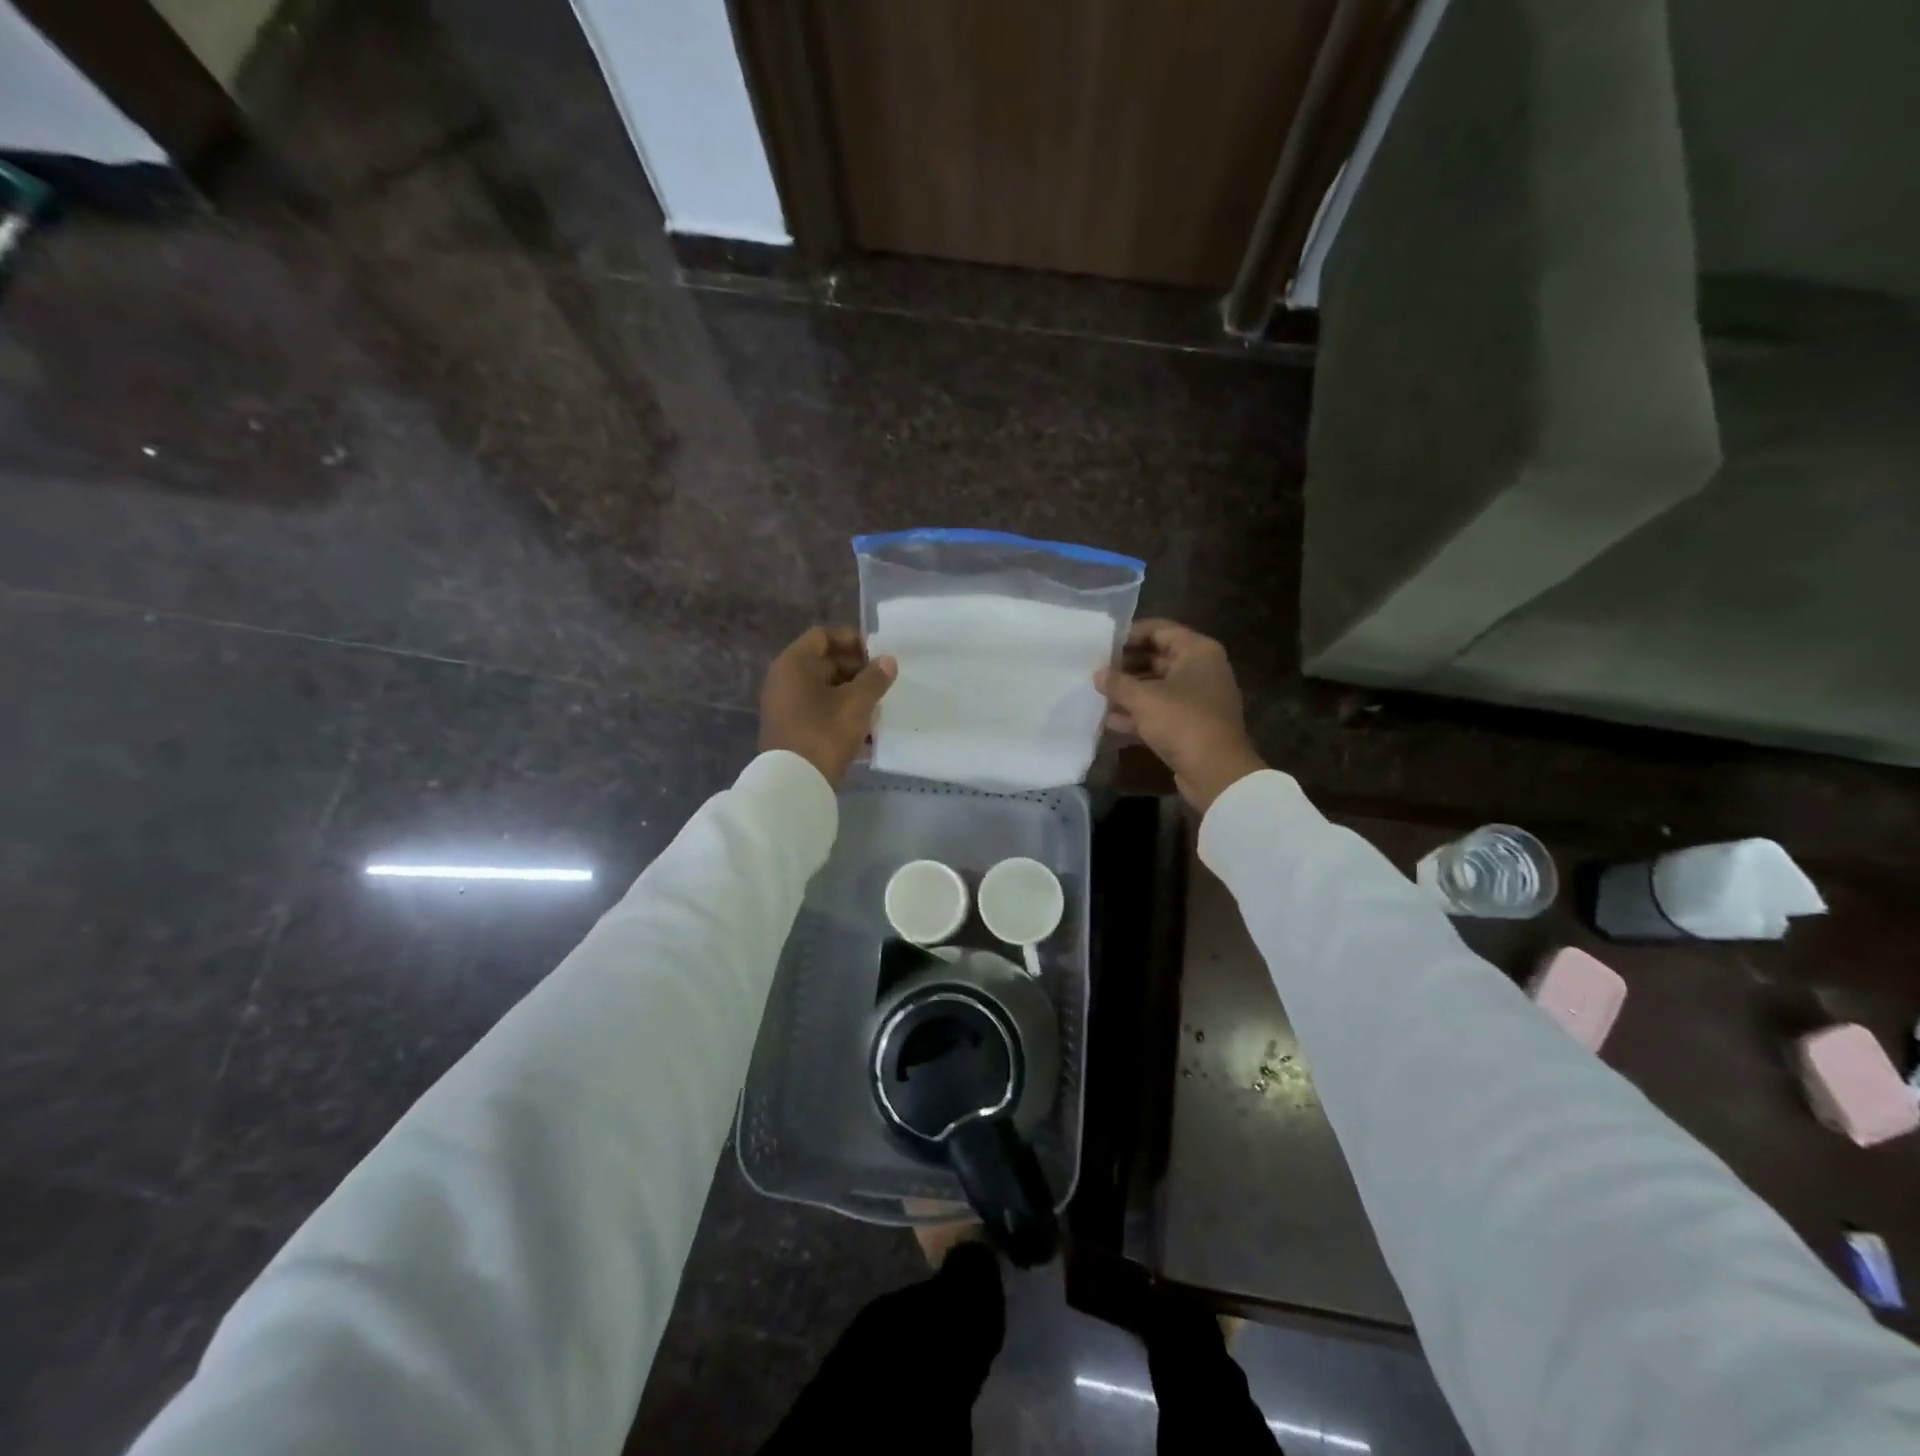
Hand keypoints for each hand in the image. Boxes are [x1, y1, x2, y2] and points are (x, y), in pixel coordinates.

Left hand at [760, 626, 896, 787]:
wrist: (794, 783)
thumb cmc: (824, 732)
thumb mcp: (856, 703)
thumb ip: (874, 678)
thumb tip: (887, 660)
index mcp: (794, 664)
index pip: (823, 636)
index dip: (851, 639)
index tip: (876, 653)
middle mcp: (784, 679)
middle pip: (824, 662)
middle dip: (856, 669)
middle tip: (882, 682)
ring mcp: (785, 704)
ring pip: (824, 688)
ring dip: (851, 692)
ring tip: (878, 705)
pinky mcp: (791, 727)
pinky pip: (819, 709)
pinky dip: (840, 711)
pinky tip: (865, 727)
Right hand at [1096, 619, 1265, 810]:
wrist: (1216, 772)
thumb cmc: (1182, 722)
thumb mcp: (1143, 699)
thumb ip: (1117, 683)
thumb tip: (1098, 674)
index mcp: (1197, 651)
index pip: (1159, 629)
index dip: (1129, 634)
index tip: (1102, 643)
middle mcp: (1201, 669)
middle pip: (1157, 657)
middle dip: (1126, 665)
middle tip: (1095, 670)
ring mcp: (1197, 698)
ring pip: (1157, 686)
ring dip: (1129, 691)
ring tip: (1097, 694)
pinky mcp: (1191, 724)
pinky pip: (1160, 711)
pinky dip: (1138, 714)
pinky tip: (1109, 721)